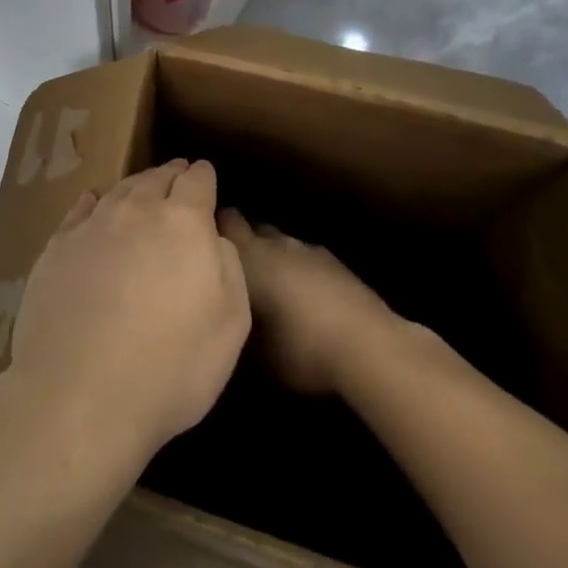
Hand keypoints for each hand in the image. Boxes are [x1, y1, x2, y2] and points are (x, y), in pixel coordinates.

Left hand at [4, 161, 250, 476]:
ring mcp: (91, 226)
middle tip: (177, 174)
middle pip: (156, 178)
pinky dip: (94, 202)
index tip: (205, 174)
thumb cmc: (171, 366)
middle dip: (171, 174)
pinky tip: (94, 204)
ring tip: (142, 188)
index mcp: (183, 222)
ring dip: (136, 185)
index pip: (197, 181)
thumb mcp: (231, 324)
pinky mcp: (56, 247)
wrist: (80, 394)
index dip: (203, 176)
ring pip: (119, 190)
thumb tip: (213, 235)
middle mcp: (136, 211)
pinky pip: (80, 211)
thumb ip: (228, 266)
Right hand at [217, 209, 398, 396]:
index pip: (223, 221)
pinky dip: (297, 269)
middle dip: (240, 239)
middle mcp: (275, 243)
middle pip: (251, 227)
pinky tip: (300, 294)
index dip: (211, 228)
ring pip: (280, 243)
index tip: (199, 244)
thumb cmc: (299, 346)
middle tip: (230, 265)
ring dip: (272, 255)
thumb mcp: (252, 346)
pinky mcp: (336, 263)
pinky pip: (305, 259)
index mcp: (249, 255)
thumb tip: (222, 309)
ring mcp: (308, 250)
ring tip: (266, 282)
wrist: (368, 346)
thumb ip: (233, 316)